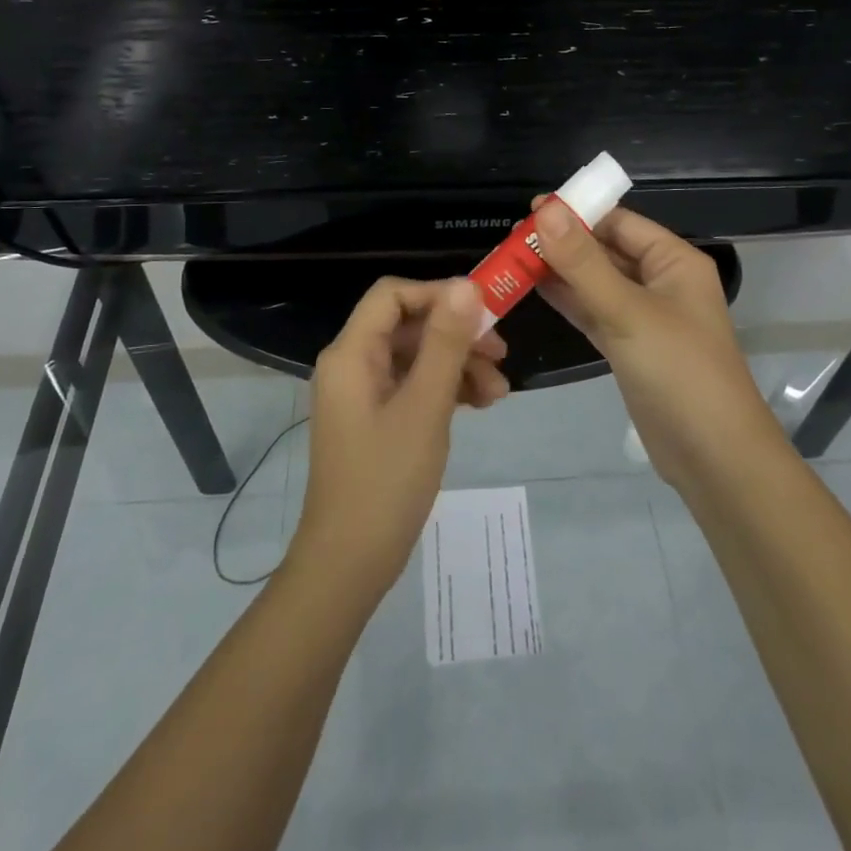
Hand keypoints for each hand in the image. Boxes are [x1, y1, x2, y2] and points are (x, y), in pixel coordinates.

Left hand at [287, 278, 507, 597]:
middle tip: (501, 355)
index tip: (483, 311)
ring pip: (416, 357)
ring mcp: (363, 393)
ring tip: (498, 393)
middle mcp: (352, 364)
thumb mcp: (425, 406)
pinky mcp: (375, 419)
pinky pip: (413, 386)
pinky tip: (479, 405)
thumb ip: (445, 342)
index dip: (438, 294)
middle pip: (409, 326)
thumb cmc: (386, 481)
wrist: (349, 565)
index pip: (393, 295)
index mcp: (352, 353)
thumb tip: (465, 285)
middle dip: (457, 335)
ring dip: (458, 365)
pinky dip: (445, 390)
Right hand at [532, 199, 776, 487]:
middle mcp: (661, 282)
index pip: (620, 222)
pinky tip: (533, 290)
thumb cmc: (679, 371)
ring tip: (512, 260)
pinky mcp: (630, 347)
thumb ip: (583, 263)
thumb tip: (545, 210)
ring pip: (596, 283)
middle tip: (512, 239)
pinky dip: (567, 301)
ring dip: (560, 272)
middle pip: (606, 250)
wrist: (713, 457)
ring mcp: (644, 316)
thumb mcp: (628, 312)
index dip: (578, 213)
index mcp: (674, 261)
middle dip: (563, 243)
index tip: (530, 211)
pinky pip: (594, 312)